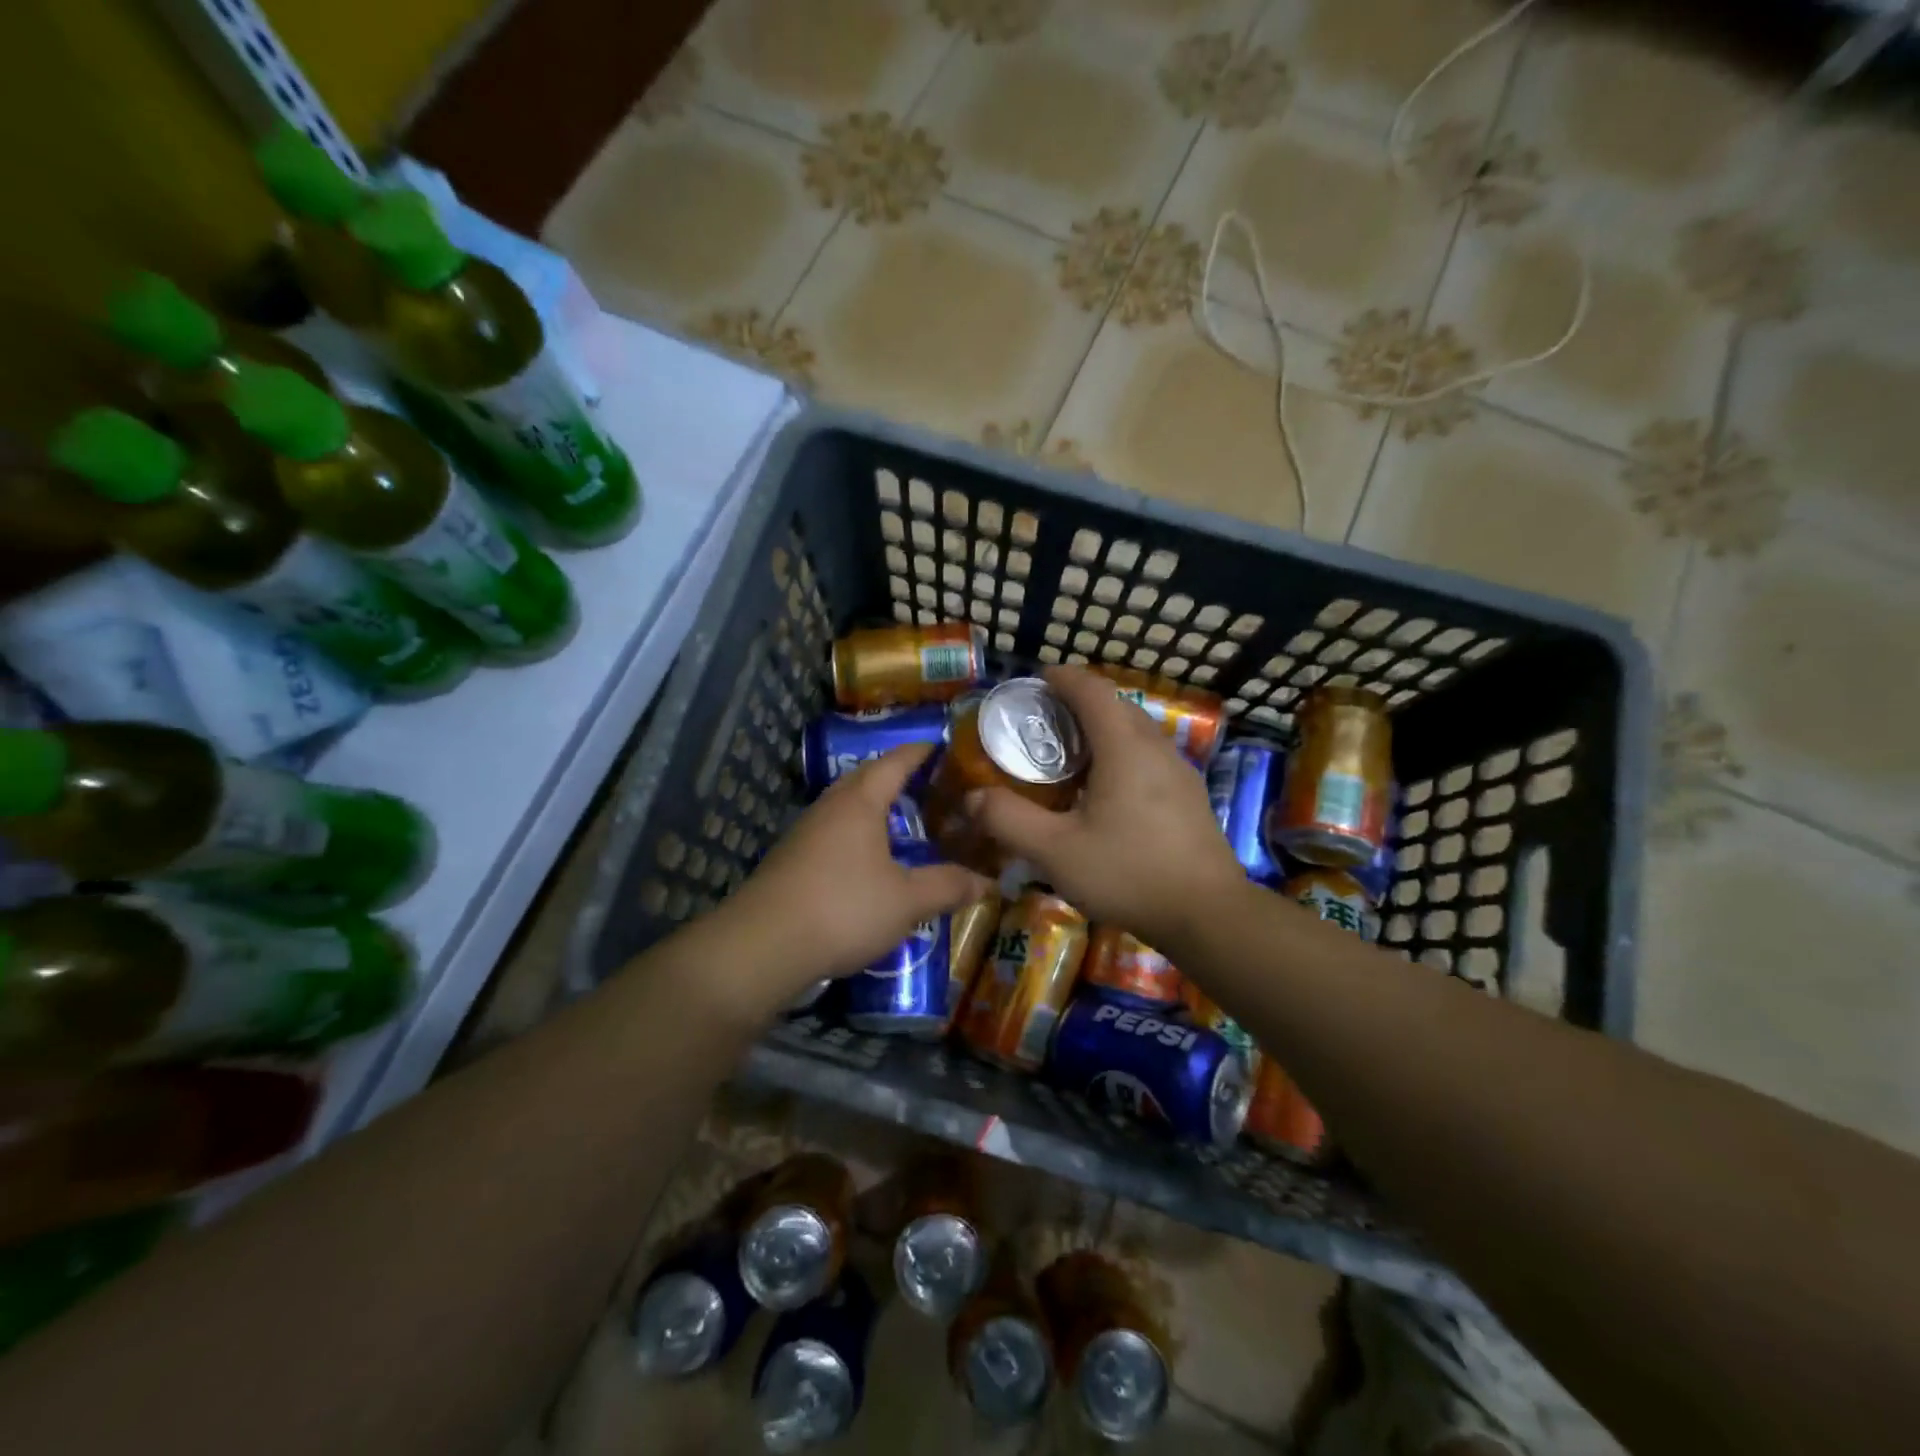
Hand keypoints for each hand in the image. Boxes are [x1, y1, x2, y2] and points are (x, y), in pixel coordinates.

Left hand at [720, 744, 990, 1011]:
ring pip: (848, 806)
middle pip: (867, 778)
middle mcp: (830, 807)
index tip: (944, 746)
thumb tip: (988, 882)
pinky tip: (870, 859)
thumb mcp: (907, 901)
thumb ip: (948, 886)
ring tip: (906, 819)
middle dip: (898, 777)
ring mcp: (806, 832)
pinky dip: (859, 833)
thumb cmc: (843, 908)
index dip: (921, 752)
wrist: (763, 946)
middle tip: (932, 786)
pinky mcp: (792, 860)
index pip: (896, 762)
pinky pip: (834, 832)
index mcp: (860, 801)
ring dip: (876, 807)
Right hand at [969, 666, 1244, 949]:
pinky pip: (1149, 757)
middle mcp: (1156, 747)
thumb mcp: (1055, 851)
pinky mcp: (1189, 797)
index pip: (1092, 690)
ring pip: (1136, 732)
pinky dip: (1121, 755)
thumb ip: (1008, 820)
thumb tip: (971, 798)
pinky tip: (1106, 792)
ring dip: (1102, 730)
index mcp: (1124, 746)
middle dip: (1078, 703)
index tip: (1036, 679)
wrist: (1208, 915)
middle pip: (1115, 706)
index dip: (1062, 678)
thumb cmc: (1128, 873)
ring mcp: (1179, 772)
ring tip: (1070, 756)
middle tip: (1043, 723)